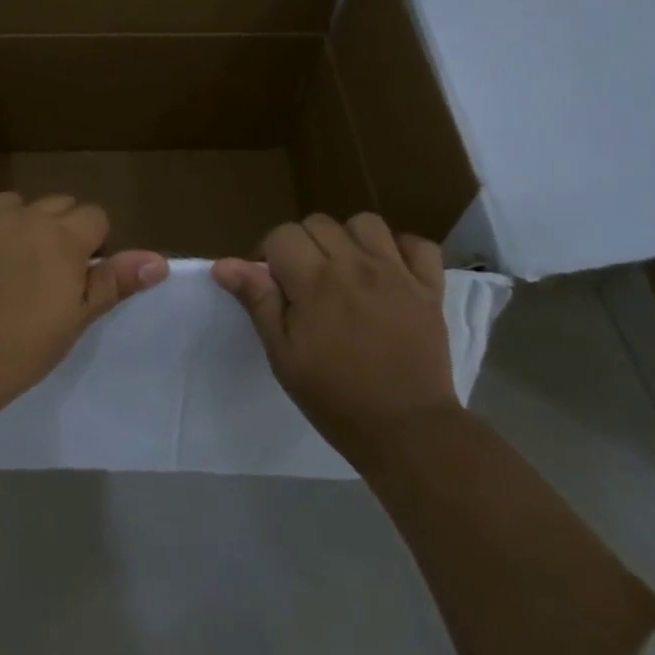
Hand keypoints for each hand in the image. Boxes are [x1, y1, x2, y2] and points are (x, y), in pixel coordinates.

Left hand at [0, 193, 168, 407]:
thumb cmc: (24, 346)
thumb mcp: (77, 317)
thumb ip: (115, 281)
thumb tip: (160, 260)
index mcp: (63, 236)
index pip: (94, 216)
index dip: (93, 242)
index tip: (81, 273)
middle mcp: (25, 215)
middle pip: (55, 204)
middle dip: (58, 229)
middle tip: (46, 271)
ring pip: (10, 204)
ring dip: (15, 223)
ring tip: (5, 262)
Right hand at [213, 213, 455, 457]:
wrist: (408, 431)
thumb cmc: (335, 398)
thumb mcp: (284, 356)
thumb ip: (258, 302)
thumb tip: (224, 264)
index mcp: (315, 281)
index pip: (282, 235)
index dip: (269, 254)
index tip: (272, 284)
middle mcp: (355, 265)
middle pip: (318, 223)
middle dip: (303, 244)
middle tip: (304, 282)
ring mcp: (397, 273)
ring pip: (366, 223)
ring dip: (348, 239)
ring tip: (346, 269)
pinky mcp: (430, 288)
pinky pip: (418, 245)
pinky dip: (401, 250)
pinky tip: (390, 270)